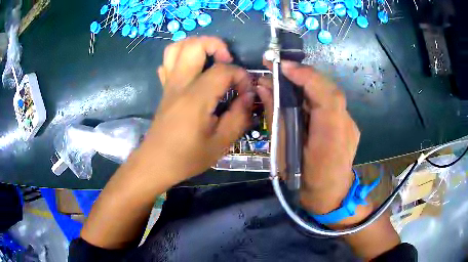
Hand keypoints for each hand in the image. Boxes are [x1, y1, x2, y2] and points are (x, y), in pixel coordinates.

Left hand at [140, 37, 253, 181]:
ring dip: (196, 46)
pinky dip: (181, 58)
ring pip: (176, 47)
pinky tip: (193, 71)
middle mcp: (180, 84)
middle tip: (227, 61)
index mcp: (196, 98)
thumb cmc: (187, 157)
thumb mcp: (220, 144)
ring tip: (210, 59)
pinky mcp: (164, 89)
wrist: (155, 163)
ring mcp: (169, 84)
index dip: (241, 76)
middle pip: (194, 45)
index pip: (223, 70)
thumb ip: (238, 117)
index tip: (246, 92)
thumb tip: (248, 96)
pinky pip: (168, 62)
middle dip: (216, 45)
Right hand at [258, 60, 363, 225]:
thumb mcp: (284, 152)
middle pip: (329, 89)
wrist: (332, 196)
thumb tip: (263, 88)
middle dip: (303, 74)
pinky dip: (314, 94)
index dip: (306, 76)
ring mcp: (350, 124)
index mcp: (331, 137)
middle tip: (278, 68)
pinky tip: (300, 98)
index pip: (327, 96)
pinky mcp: (348, 124)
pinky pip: (331, 103)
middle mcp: (346, 125)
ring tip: (285, 79)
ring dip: (307, 83)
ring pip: (329, 94)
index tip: (281, 66)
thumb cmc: (305, 181)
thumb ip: (276, 117)